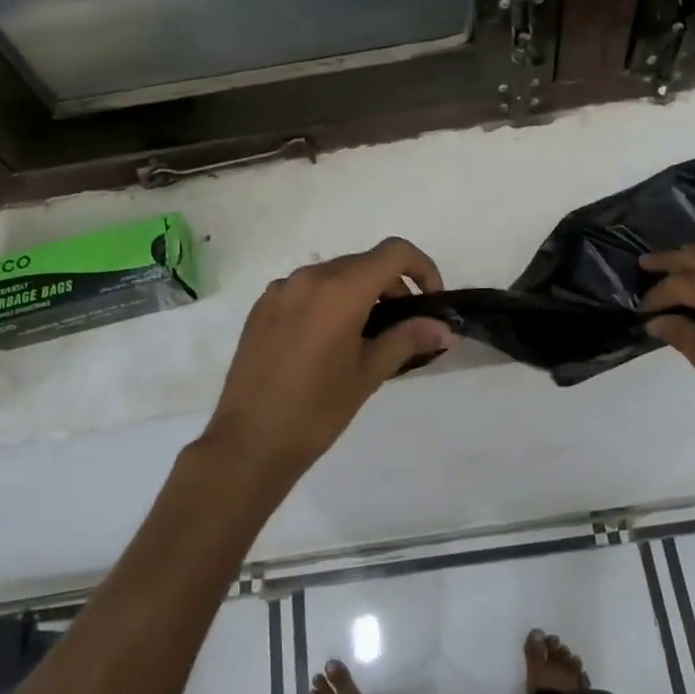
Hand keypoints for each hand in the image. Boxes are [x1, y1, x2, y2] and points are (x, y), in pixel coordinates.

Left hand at [200, 238, 453, 486]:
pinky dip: (327, 302)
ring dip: (359, 294)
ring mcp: (280, 289)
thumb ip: (408, 339)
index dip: (422, 268)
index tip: (429, 301)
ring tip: (363, 338)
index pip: (394, 252)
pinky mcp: (261, 306)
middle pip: (364, 263)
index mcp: (340, 288)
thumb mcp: (369, 373)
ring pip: (334, 276)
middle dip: (391, 286)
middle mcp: (309, 277)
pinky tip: (325, 343)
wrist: (249, 441)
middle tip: (402, 327)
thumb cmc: (317, 409)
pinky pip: (305, 290)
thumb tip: (444, 328)